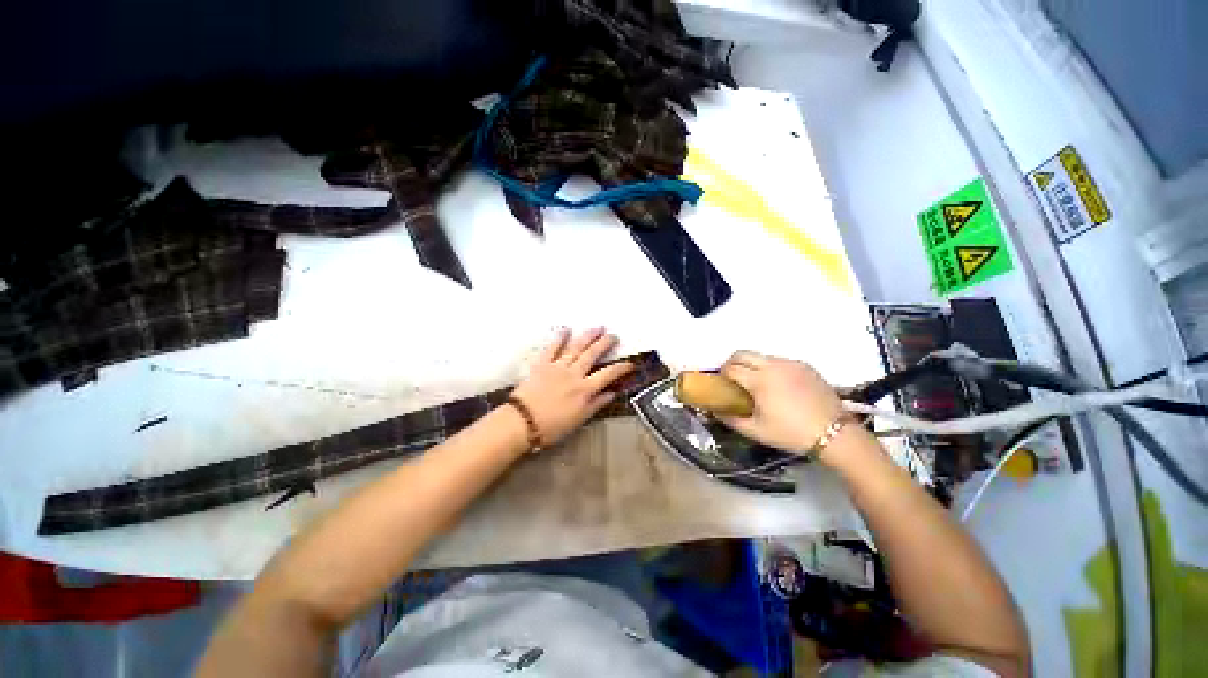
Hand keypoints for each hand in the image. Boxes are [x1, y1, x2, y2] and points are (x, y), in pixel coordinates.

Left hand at [509, 328, 634, 446]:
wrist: (522, 422)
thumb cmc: (551, 426)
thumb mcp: (579, 420)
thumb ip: (596, 404)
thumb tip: (611, 393)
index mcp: (585, 389)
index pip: (608, 374)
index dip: (621, 368)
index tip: (630, 363)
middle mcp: (574, 374)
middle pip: (592, 354)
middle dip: (605, 343)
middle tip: (613, 335)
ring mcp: (557, 367)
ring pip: (576, 347)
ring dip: (588, 336)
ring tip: (597, 327)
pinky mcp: (542, 364)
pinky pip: (552, 348)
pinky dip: (559, 338)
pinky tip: (566, 329)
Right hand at [717, 351, 844, 455]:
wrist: (835, 434)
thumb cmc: (791, 433)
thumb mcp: (756, 431)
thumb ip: (731, 419)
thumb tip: (715, 410)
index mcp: (759, 380)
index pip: (731, 368)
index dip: (721, 374)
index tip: (721, 384)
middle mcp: (773, 366)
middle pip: (743, 353)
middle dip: (732, 362)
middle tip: (732, 378)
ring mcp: (791, 364)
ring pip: (761, 356)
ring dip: (752, 364)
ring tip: (756, 383)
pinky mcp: (805, 366)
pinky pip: (780, 361)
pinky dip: (771, 368)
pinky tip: (777, 385)